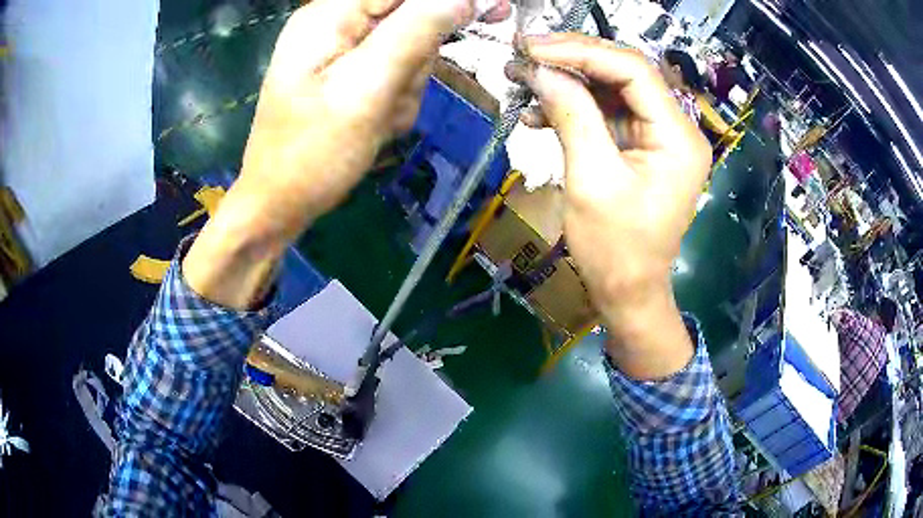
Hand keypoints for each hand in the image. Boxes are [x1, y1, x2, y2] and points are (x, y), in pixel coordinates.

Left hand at [183, 0, 510, 308]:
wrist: (280, 204)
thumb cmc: (312, 153)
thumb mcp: (365, 89)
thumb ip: (415, 33)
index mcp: (329, 15)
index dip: (446, 0)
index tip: (491, 9)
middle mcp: (335, 24)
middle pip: (410, 16)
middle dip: (418, 56)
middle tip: (394, 93)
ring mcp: (343, 51)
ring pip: (409, 47)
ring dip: (408, 83)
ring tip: (379, 116)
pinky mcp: (350, 74)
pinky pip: (397, 72)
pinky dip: (397, 98)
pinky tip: (376, 123)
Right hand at [507, 34, 711, 378]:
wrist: (627, 293)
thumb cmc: (615, 249)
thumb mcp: (591, 179)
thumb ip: (570, 115)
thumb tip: (539, 70)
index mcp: (678, 137)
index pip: (633, 69)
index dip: (582, 51)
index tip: (533, 48)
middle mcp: (676, 128)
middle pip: (624, 72)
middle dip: (572, 60)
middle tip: (524, 54)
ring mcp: (659, 136)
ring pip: (612, 89)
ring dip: (567, 82)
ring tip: (523, 80)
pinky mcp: (641, 147)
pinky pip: (607, 113)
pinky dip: (573, 108)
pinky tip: (539, 114)